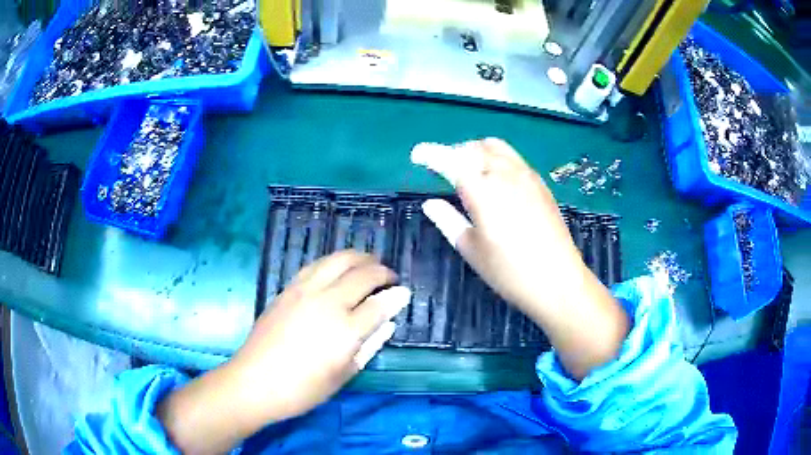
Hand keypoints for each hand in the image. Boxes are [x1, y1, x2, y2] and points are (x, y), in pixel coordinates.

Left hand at [158, 251, 409, 453]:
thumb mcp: (344, 375)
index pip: (379, 304)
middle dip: (381, 271)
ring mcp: (304, 292)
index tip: (404, 292)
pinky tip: (338, 268)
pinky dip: (334, 261)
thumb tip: (389, 322)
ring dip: (358, 257)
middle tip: (390, 277)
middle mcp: (327, 302)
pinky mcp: (287, 289)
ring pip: (337, 260)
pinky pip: (315, 265)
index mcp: (345, 330)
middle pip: (361, 274)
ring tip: (368, 262)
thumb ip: (370, 345)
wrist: (255, 382)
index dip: (396, 296)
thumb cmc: (303, 389)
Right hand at [411, 138, 581, 316]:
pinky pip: (513, 157)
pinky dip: (496, 157)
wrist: (558, 280)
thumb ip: (448, 221)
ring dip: (475, 150)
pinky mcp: (540, 183)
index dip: (431, 153)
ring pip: (495, 147)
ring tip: (467, 168)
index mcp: (483, 191)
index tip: (417, 154)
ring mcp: (526, 176)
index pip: (451, 160)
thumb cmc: (509, 272)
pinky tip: (495, 177)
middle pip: (473, 148)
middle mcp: (505, 174)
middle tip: (441, 167)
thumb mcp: (472, 250)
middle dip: (453, 152)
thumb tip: (429, 204)